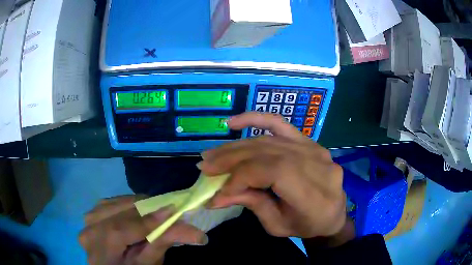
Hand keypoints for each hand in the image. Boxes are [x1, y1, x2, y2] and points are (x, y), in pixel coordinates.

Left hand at [79, 195, 206, 264]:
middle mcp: (89, 233)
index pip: (120, 231)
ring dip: (134, 204)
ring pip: (111, 204)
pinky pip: (108, 203)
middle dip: (143, 208)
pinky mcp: (90, 216)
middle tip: (167, 209)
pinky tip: (135, 209)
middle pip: (115, 213)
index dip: (146, 220)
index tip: (172, 212)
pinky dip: (124, 204)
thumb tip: (190, 229)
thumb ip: (161, 244)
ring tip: (153, 210)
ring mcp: (86, 223)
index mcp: (100, 253)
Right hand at [199, 112, 345, 238]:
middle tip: (205, 167)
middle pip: (268, 153)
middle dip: (231, 160)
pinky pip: (280, 124)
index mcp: (314, 193)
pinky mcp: (308, 141)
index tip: (219, 191)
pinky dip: (256, 119)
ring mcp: (314, 148)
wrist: (332, 213)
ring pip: (268, 141)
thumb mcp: (278, 225)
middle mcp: (317, 165)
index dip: (241, 178)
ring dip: (236, 147)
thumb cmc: (307, 225)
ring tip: (212, 155)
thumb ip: (252, 204)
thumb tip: (215, 196)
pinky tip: (234, 122)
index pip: (273, 172)